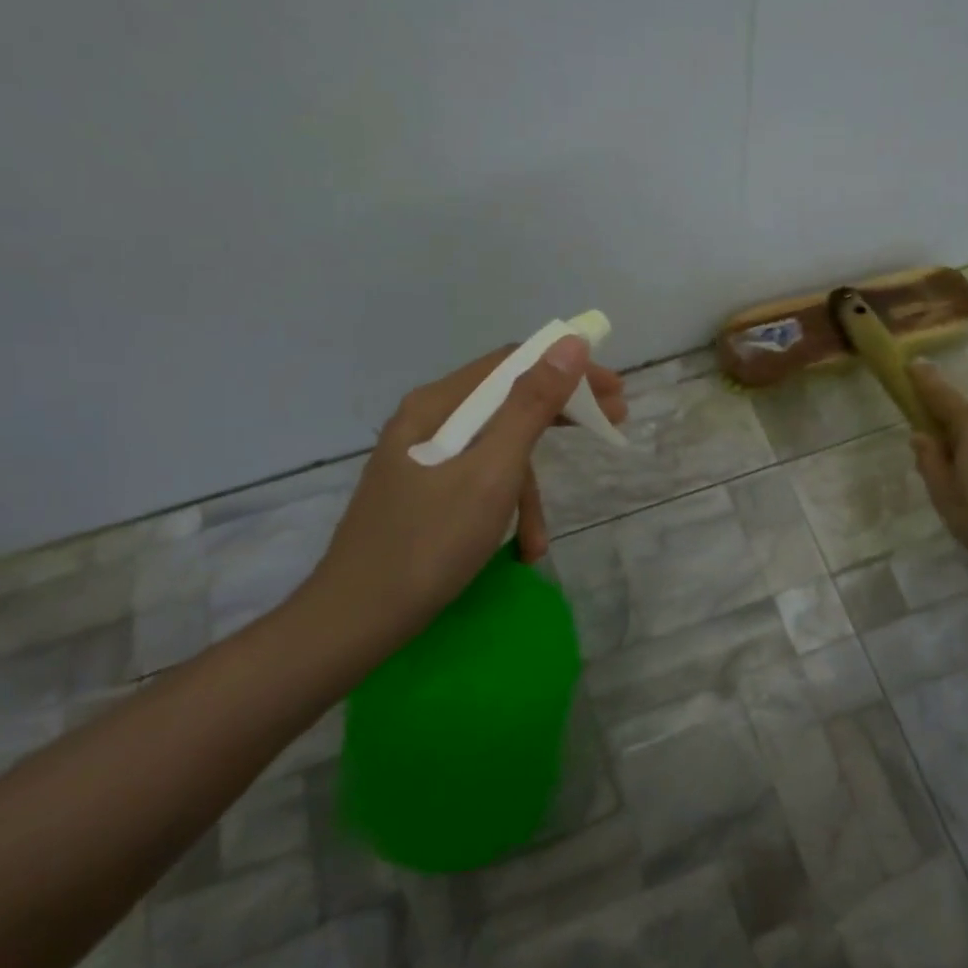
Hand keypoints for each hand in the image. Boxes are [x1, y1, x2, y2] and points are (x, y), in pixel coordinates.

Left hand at [296, 336, 626, 654]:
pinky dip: (503, 512)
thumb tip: (571, 344)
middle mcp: (427, 422)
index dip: (568, 370)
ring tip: (539, 542)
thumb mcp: (492, 473)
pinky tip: (516, 551)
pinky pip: (478, 484)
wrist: (353, 622)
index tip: (614, 391)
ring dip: (528, 493)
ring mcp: (423, 461)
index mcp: (437, 406)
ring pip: (496, 453)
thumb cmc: (428, 544)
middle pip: (507, 404)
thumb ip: (531, 407)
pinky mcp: (423, 494)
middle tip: (612, 426)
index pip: (513, 364)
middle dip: (559, 420)